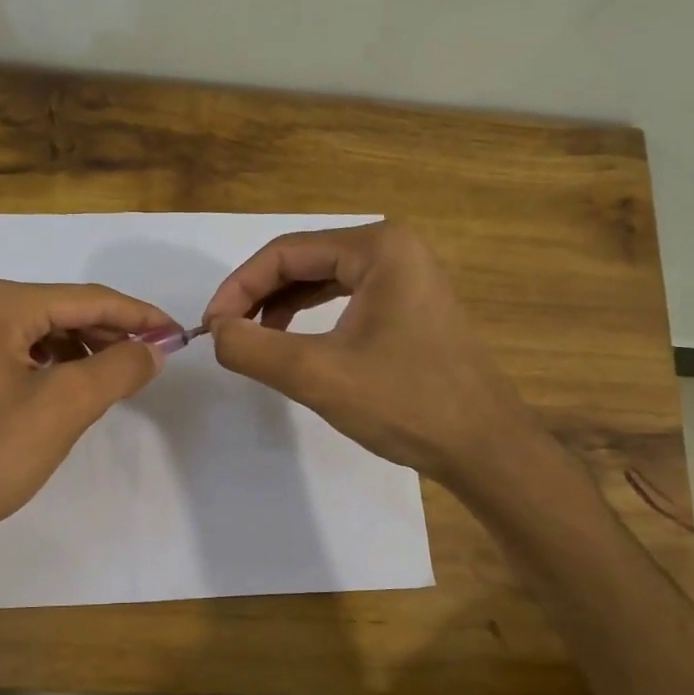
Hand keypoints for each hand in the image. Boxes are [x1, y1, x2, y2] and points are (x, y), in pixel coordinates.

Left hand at [0, 280, 172, 540]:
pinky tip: (83, 388)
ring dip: (90, 350)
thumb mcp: (66, 405)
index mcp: (1, 305)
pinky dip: (63, 366)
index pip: (87, 299)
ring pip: (48, 333)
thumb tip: (154, 350)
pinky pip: (29, 355)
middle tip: (156, 359)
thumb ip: (119, 368)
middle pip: (66, 311)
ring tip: (125, 375)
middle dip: (114, 333)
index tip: (178, 334)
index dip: (138, 316)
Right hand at [202, 221, 525, 481]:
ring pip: (322, 279)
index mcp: (378, 247)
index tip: (210, 328)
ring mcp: (406, 276)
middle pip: (303, 261)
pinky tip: (290, 344)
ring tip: (252, 342)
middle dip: (257, 296)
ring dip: (280, 307)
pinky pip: (344, 298)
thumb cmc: (405, 402)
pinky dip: (309, 318)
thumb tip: (216, 332)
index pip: (285, 252)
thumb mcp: (318, 375)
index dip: (238, 288)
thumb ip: (254, 349)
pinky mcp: (409, 305)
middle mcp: (394, 248)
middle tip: (226, 336)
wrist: (483, 447)